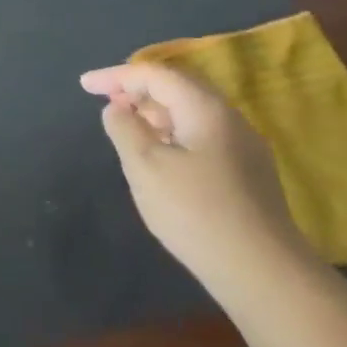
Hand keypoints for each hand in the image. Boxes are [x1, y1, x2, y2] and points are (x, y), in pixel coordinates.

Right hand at [80, 62, 316, 296]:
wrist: (262, 272)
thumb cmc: (195, 211)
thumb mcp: (144, 166)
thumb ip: (124, 128)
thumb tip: (118, 109)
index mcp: (206, 109)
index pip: (156, 75)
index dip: (116, 76)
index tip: (84, 86)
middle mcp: (229, 119)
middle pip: (178, 88)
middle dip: (137, 89)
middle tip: (104, 100)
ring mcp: (243, 147)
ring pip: (190, 112)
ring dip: (154, 112)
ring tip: (125, 125)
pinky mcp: (246, 173)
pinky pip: (200, 135)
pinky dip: (171, 132)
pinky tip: (158, 154)